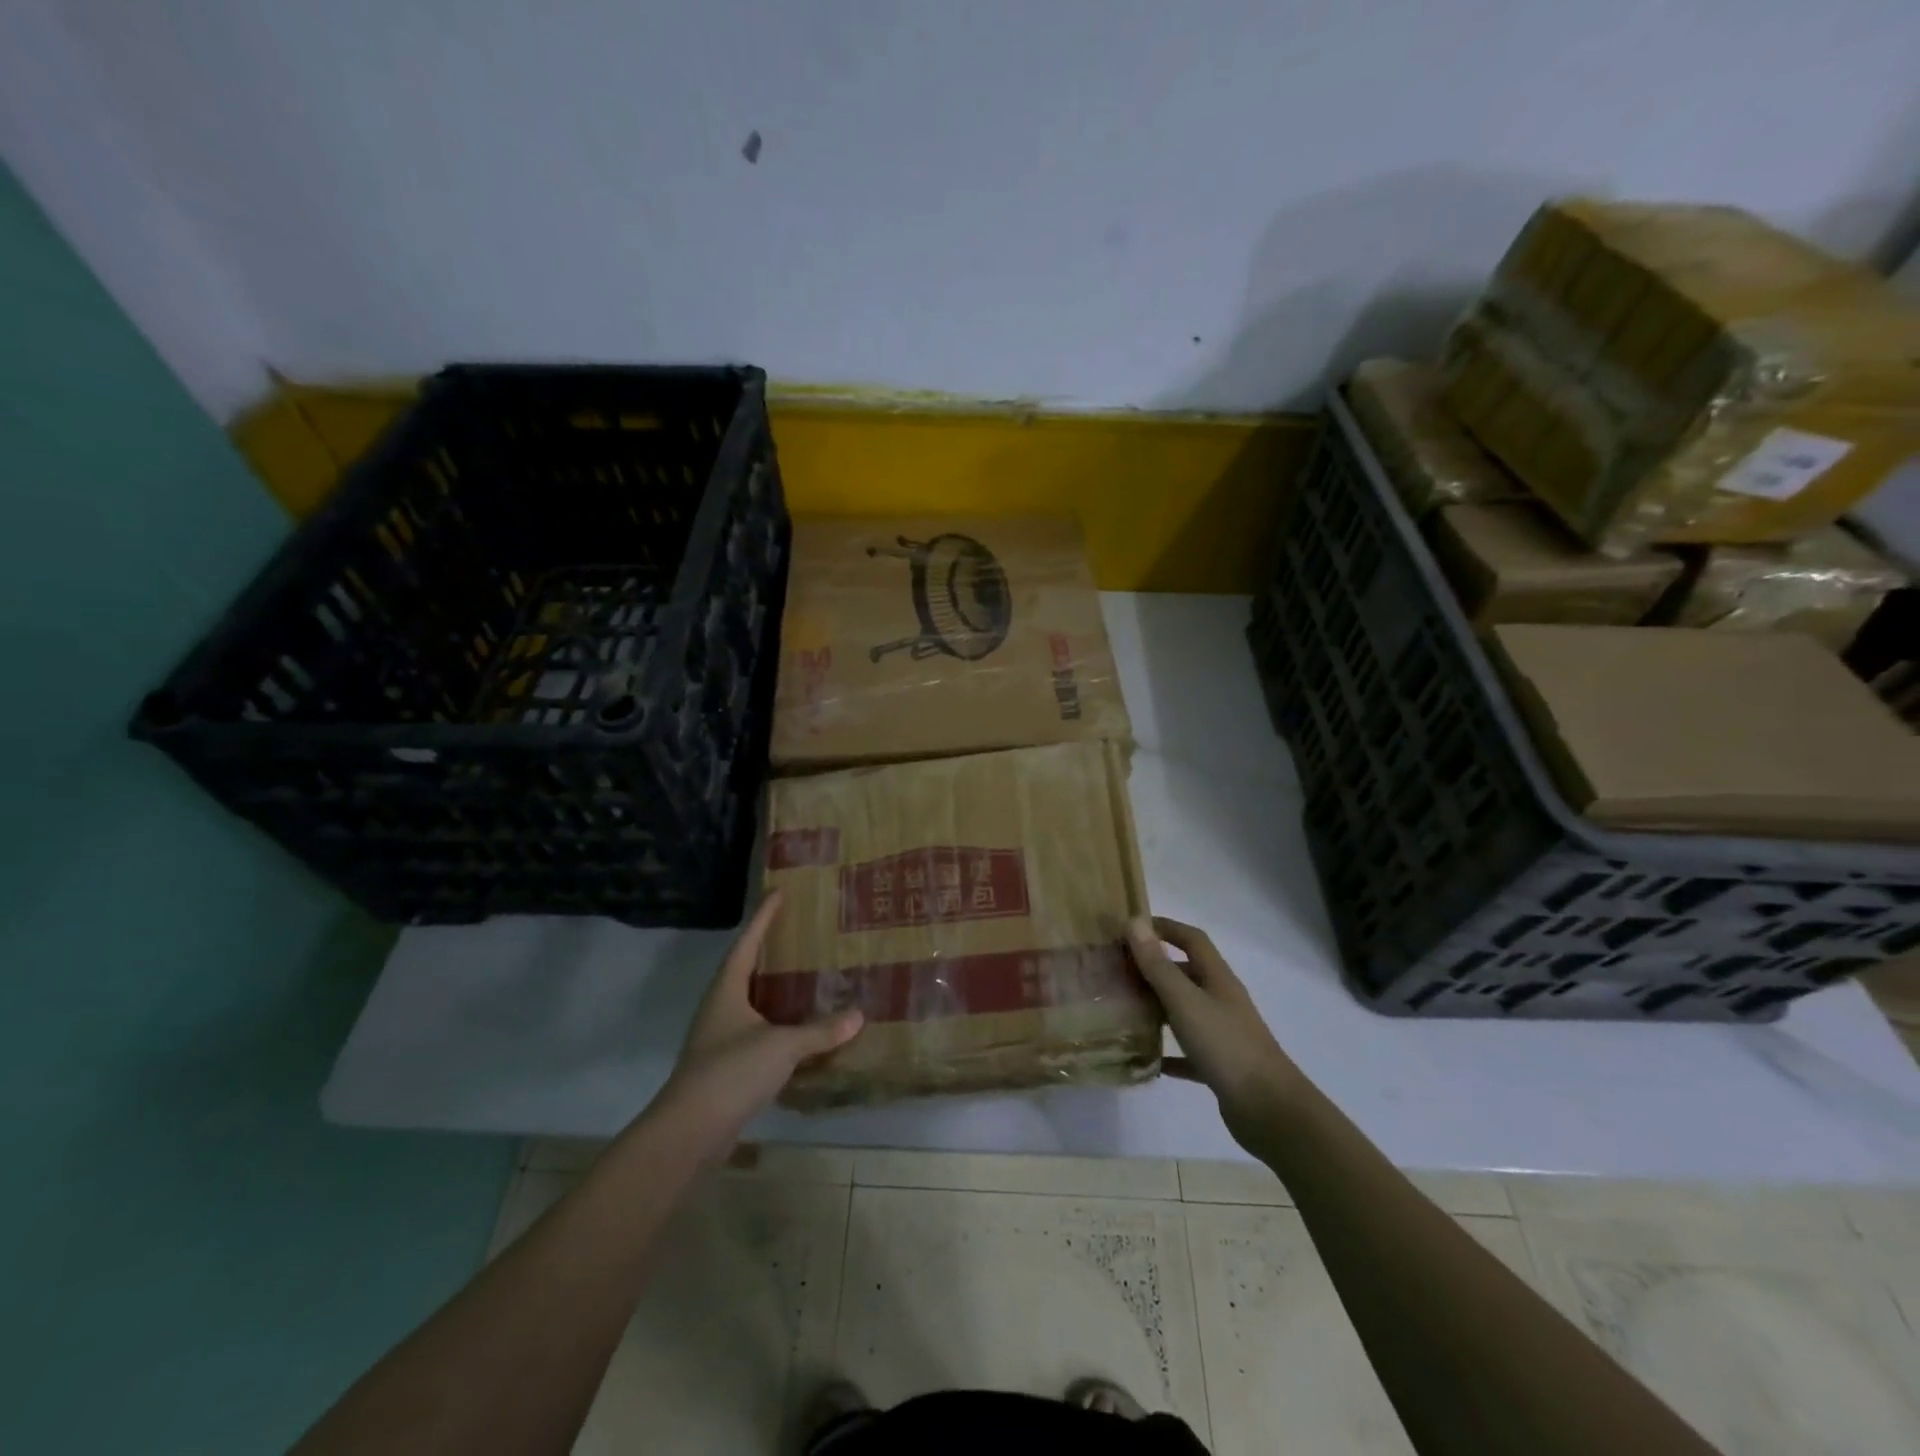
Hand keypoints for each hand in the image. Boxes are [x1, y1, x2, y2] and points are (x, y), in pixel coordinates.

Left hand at [656, 892, 862, 1155]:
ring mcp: (720, 1037)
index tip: (779, 892)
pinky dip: (778, 1023)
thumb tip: (859, 1015)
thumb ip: (820, 1031)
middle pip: (745, 968)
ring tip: (804, 974)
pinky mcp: (727, 1066)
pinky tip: (799, 1028)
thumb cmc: (731, 1072)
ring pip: (751, 1001)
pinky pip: (757, 1031)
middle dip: (769, 949)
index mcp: (727, 990)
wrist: (690, 1131)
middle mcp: (720, 1007)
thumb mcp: (781, 1046)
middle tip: (797, 930)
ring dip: (774, 987)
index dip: (764, 917)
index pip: (747, 943)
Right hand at [1128, 916, 1305, 1146]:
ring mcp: (1222, 1033)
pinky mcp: (1220, 1065)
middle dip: (1153, 968)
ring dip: (1157, 1007)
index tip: (1131, 929)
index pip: (1192, 939)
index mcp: (1217, 978)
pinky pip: (1188, 1051)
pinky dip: (1168, 1051)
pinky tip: (1147, 1059)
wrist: (1269, 1110)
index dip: (1165, 927)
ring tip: (1124, 1009)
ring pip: (1185, 1010)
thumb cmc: (1226, 1045)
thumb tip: (1134, 922)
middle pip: (1186, 973)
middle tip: (1117, 972)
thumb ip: (1158, 965)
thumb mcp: (1185, 1001)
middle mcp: (1221, 1000)